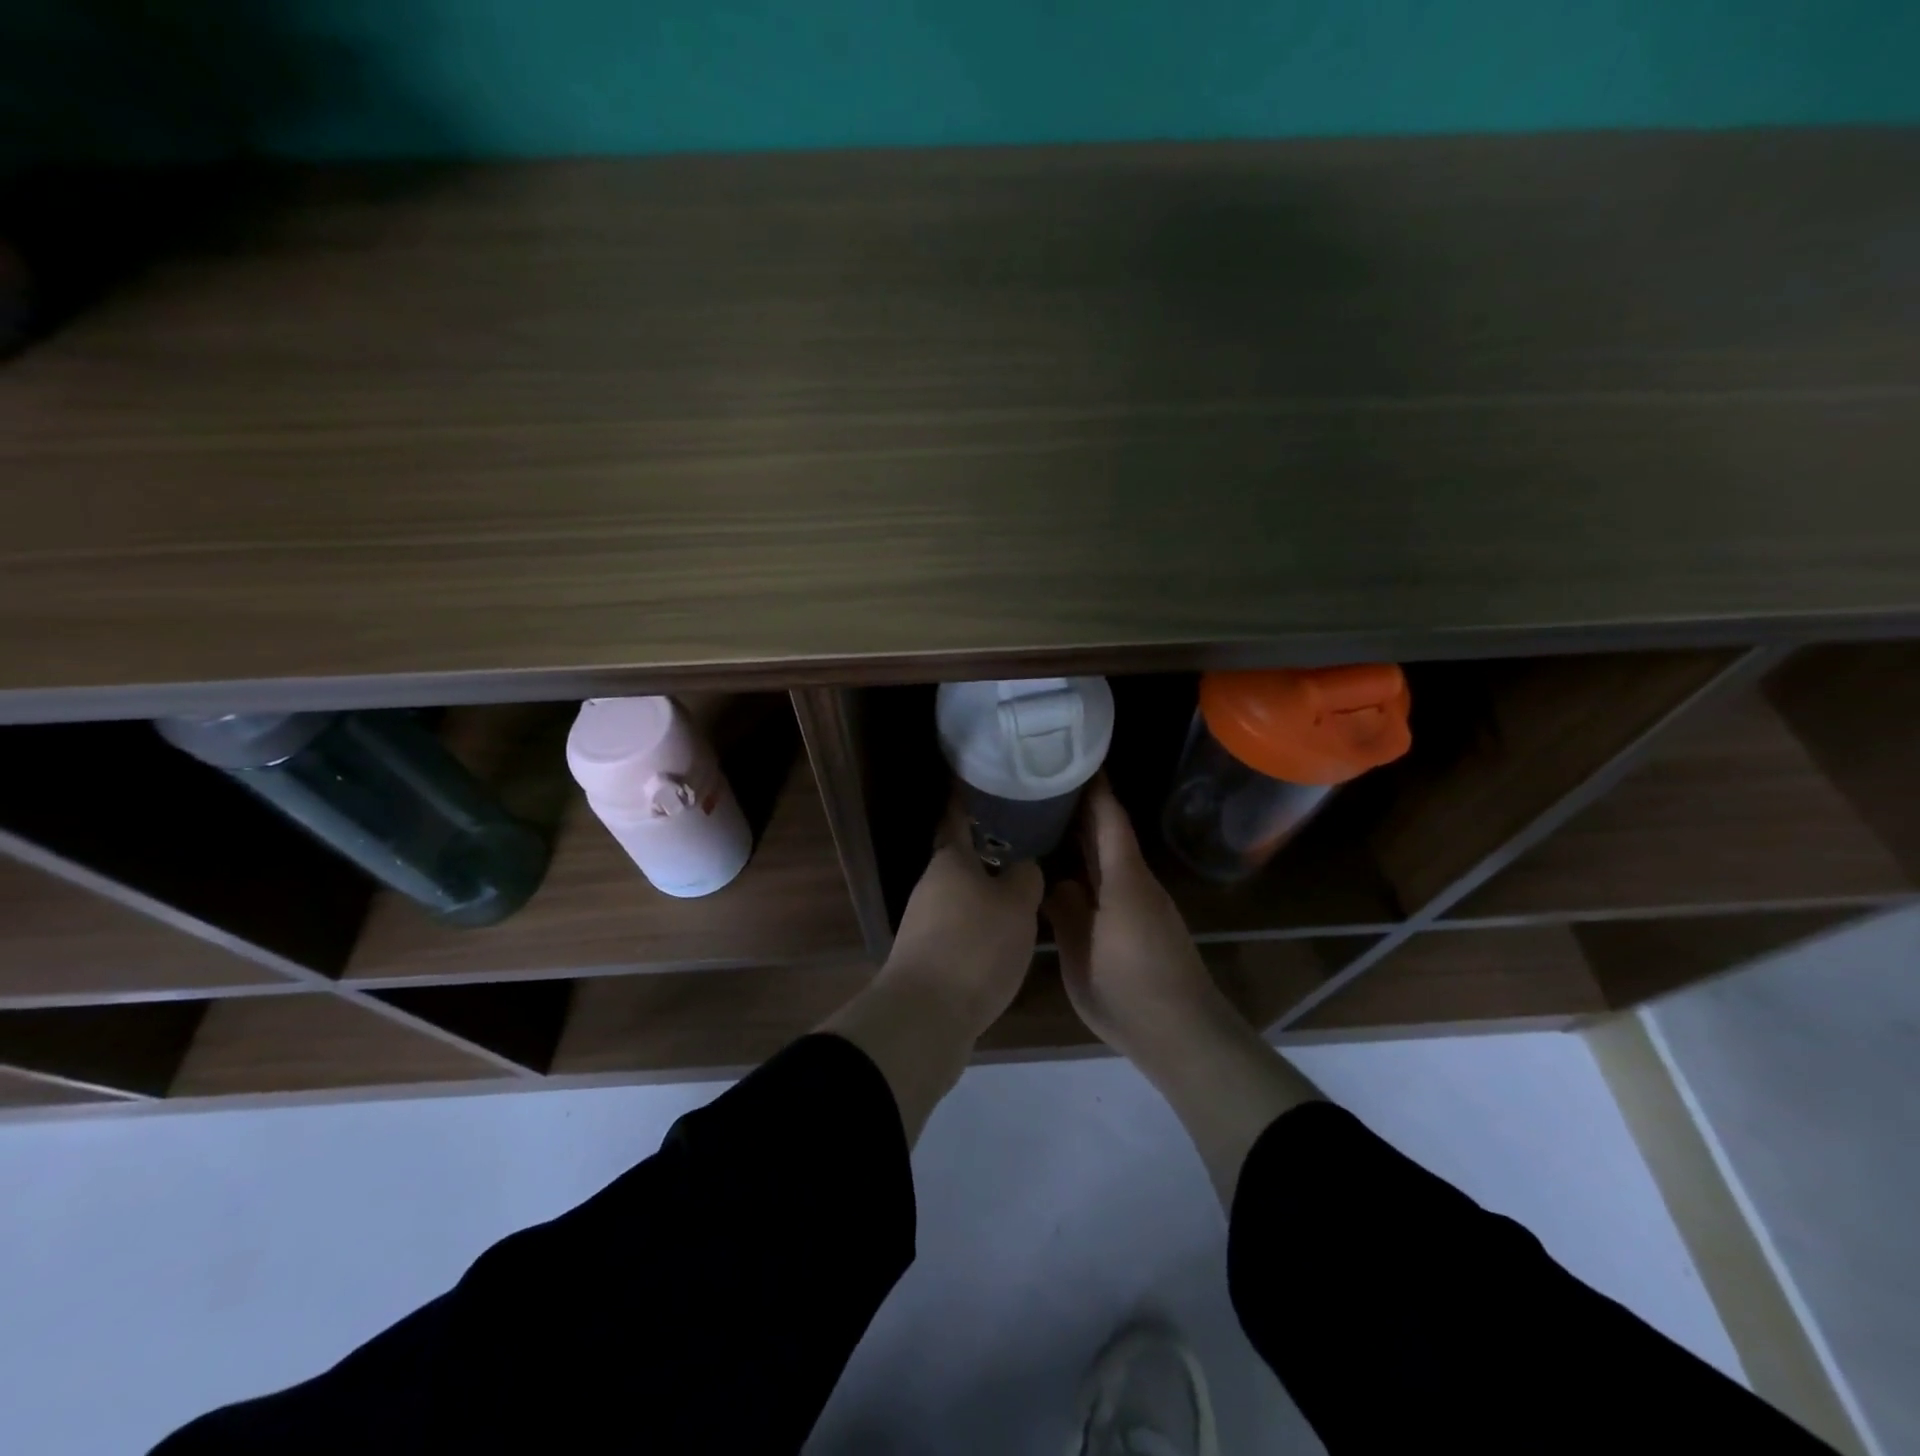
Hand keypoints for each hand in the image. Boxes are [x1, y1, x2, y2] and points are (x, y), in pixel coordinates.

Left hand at [882, 802, 1043, 1039]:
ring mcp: (924, 922)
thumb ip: (1026, 878)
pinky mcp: (928, 956)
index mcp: (949, 861)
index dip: (969, 800)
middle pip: (961, 859)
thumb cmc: (975, 946)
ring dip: (987, 891)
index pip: (958, 818)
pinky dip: (981, 925)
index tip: (984, 783)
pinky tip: (1005, 935)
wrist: (926, 1016)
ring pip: (962, 895)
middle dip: (988, 850)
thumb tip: (1024, 867)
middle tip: (1026, 842)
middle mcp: (931, 885)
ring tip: (1024, 889)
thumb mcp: (1017, 905)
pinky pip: (960, 927)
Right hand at [1045, 778, 1230, 1062]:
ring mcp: (1143, 904)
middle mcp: (1136, 883)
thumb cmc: (1130, 993)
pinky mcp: (1144, 924)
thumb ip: (1066, 914)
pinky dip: (1091, 868)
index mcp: (1123, 881)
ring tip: (1047, 820)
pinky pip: (1113, 882)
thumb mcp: (1082, 956)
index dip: (1093, 788)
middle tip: (1044, 784)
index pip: (1109, 820)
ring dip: (1085, 838)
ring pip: (1111, 859)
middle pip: (1110, 834)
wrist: (1182, 1036)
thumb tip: (1056, 882)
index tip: (1072, 758)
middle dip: (1083, 807)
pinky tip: (1068, 873)